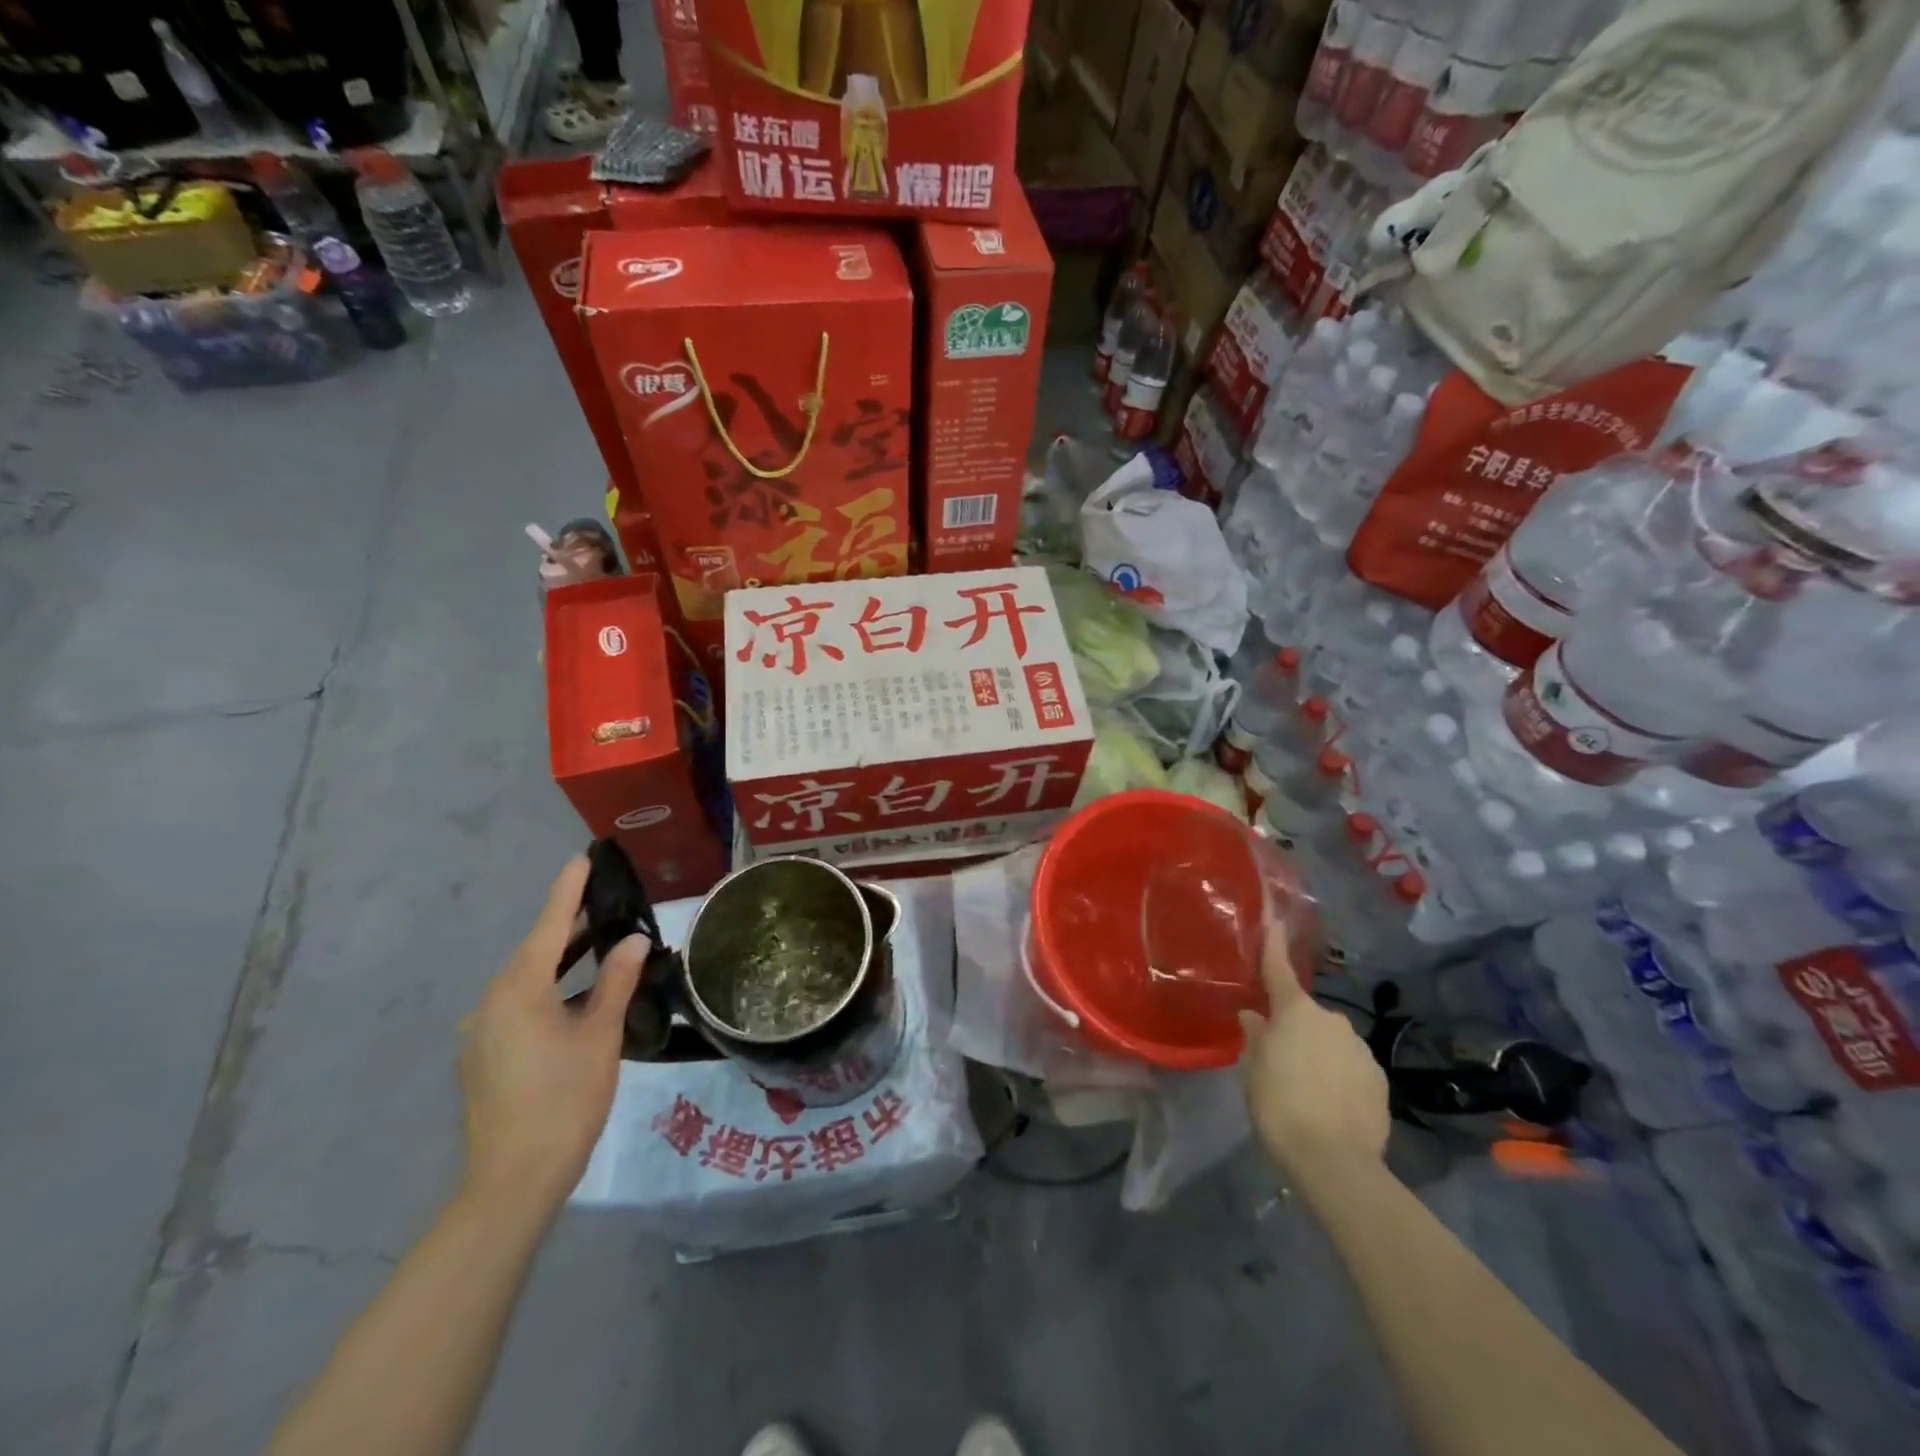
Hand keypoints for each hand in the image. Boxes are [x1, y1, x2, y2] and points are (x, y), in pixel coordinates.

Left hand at [457, 856, 647, 1216]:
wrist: (512, 1180)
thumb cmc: (565, 1098)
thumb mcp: (601, 1035)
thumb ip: (616, 981)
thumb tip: (634, 941)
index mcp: (518, 989)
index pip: (550, 925)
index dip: (569, 891)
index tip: (582, 858)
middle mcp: (490, 1001)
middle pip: (535, 951)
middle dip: (571, 927)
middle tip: (608, 905)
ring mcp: (480, 1032)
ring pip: (526, 982)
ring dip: (561, 963)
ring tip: (600, 949)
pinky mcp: (481, 1057)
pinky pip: (517, 1007)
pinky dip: (548, 993)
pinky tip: (575, 1002)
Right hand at [1237, 916, 1389, 1183]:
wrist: (1335, 1161)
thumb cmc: (1279, 1105)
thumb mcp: (1252, 1070)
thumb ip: (1255, 1038)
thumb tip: (1255, 1017)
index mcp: (1296, 1012)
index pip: (1279, 969)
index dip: (1274, 944)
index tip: (1275, 917)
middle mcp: (1333, 1020)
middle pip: (1306, 1015)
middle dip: (1295, 1028)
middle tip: (1278, 1059)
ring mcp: (1361, 1049)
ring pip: (1331, 1042)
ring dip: (1318, 1055)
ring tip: (1305, 1089)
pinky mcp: (1380, 1080)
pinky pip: (1351, 1067)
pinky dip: (1339, 1077)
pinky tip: (1329, 1104)